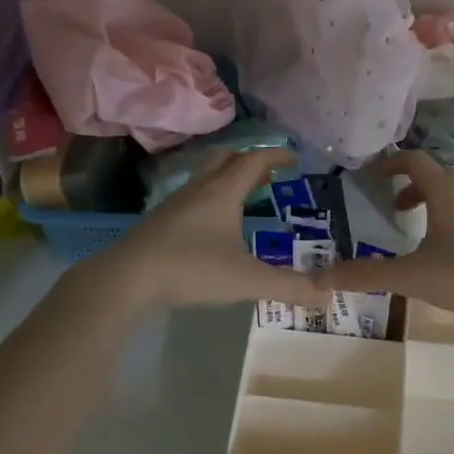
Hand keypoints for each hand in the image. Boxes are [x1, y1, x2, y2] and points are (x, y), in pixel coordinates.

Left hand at [97, 149, 318, 310]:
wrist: (127, 277)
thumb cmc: (191, 268)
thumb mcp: (246, 279)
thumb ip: (287, 287)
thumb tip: (326, 296)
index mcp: (223, 192)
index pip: (254, 161)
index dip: (276, 156)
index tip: (294, 158)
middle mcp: (200, 189)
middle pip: (227, 160)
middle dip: (251, 161)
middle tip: (270, 174)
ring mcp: (176, 203)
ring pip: (206, 177)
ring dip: (228, 178)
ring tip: (244, 195)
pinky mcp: (160, 220)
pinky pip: (193, 196)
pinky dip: (211, 197)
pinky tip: (211, 223)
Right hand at [317, 150, 453, 330]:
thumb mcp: (412, 276)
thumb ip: (366, 275)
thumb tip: (318, 277)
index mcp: (444, 192)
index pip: (414, 159)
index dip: (388, 162)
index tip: (368, 175)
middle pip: (434, 173)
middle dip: (407, 182)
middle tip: (385, 202)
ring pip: (451, 194)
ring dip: (426, 201)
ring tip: (409, 226)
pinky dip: (443, 218)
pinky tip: (439, 252)